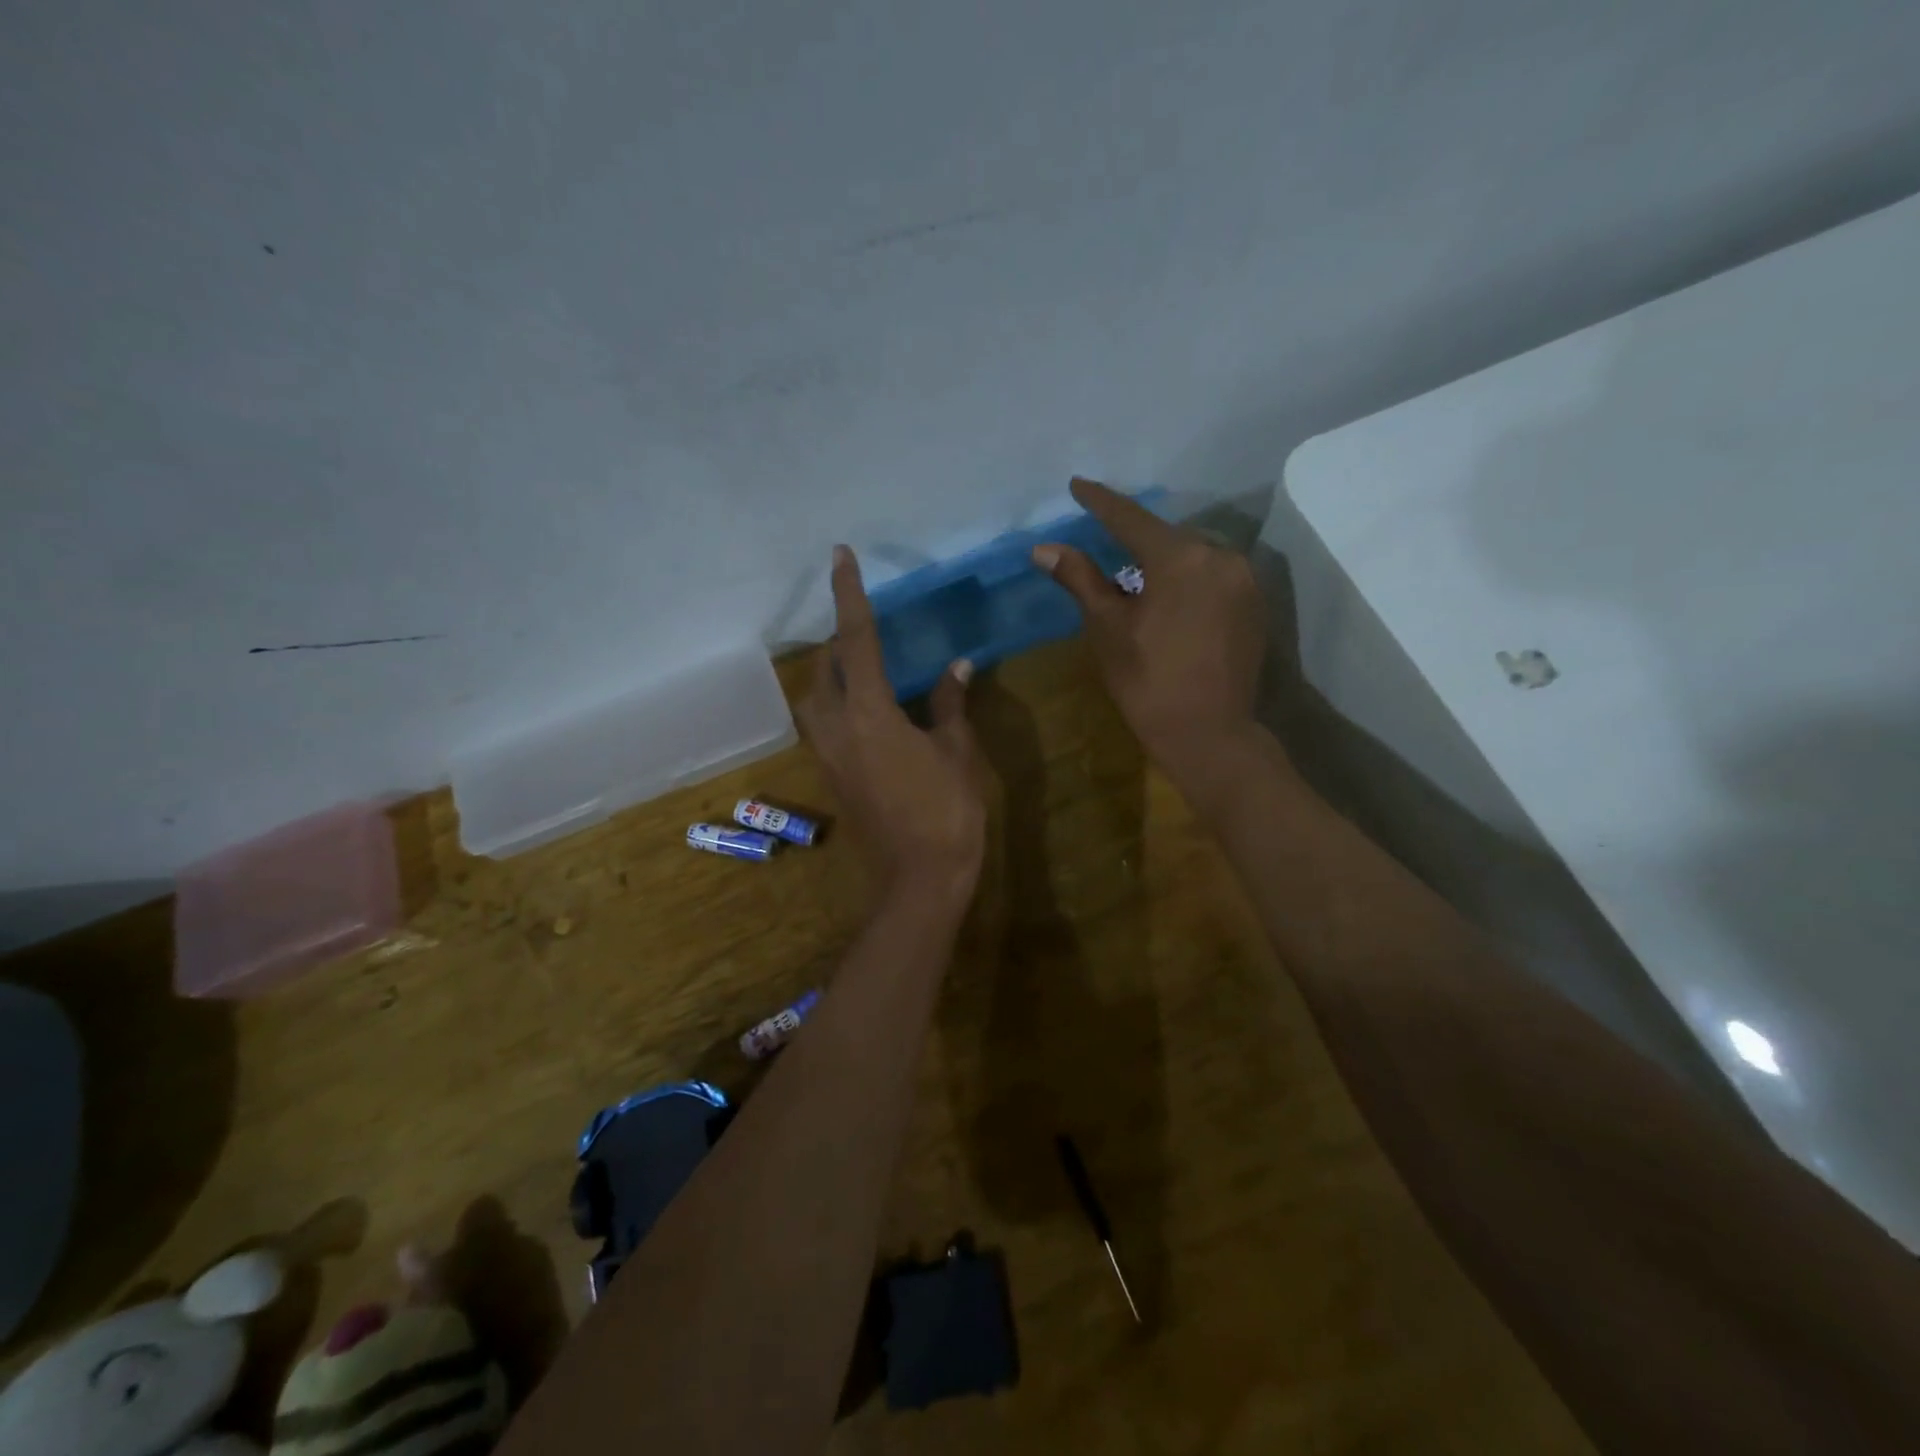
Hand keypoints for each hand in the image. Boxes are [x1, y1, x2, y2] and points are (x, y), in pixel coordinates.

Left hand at [799, 545, 987, 905]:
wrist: (920, 879)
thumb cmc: (947, 811)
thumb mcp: (956, 751)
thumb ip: (949, 703)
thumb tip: (957, 666)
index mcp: (868, 713)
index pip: (856, 639)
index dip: (850, 594)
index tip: (840, 556)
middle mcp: (837, 727)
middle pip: (825, 667)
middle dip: (841, 639)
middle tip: (868, 625)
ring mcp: (828, 754)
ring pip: (816, 697)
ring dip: (833, 673)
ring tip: (865, 664)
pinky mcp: (832, 775)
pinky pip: (825, 723)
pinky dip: (839, 702)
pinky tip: (869, 708)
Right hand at [1033, 477, 1265, 770]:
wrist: (1211, 735)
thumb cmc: (1149, 683)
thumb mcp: (1108, 629)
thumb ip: (1081, 580)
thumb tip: (1045, 548)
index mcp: (1180, 558)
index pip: (1130, 519)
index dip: (1100, 502)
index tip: (1077, 485)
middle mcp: (1220, 556)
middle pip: (1166, 536)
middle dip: (1133, 535)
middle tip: (1102, 534)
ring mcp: (1244, 581)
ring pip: (1193, 556)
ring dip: (1162, 558)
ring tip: (1135, 571)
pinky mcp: (1255, 605)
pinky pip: (1213, 576)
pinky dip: (1187, 578)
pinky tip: (1170, 596)